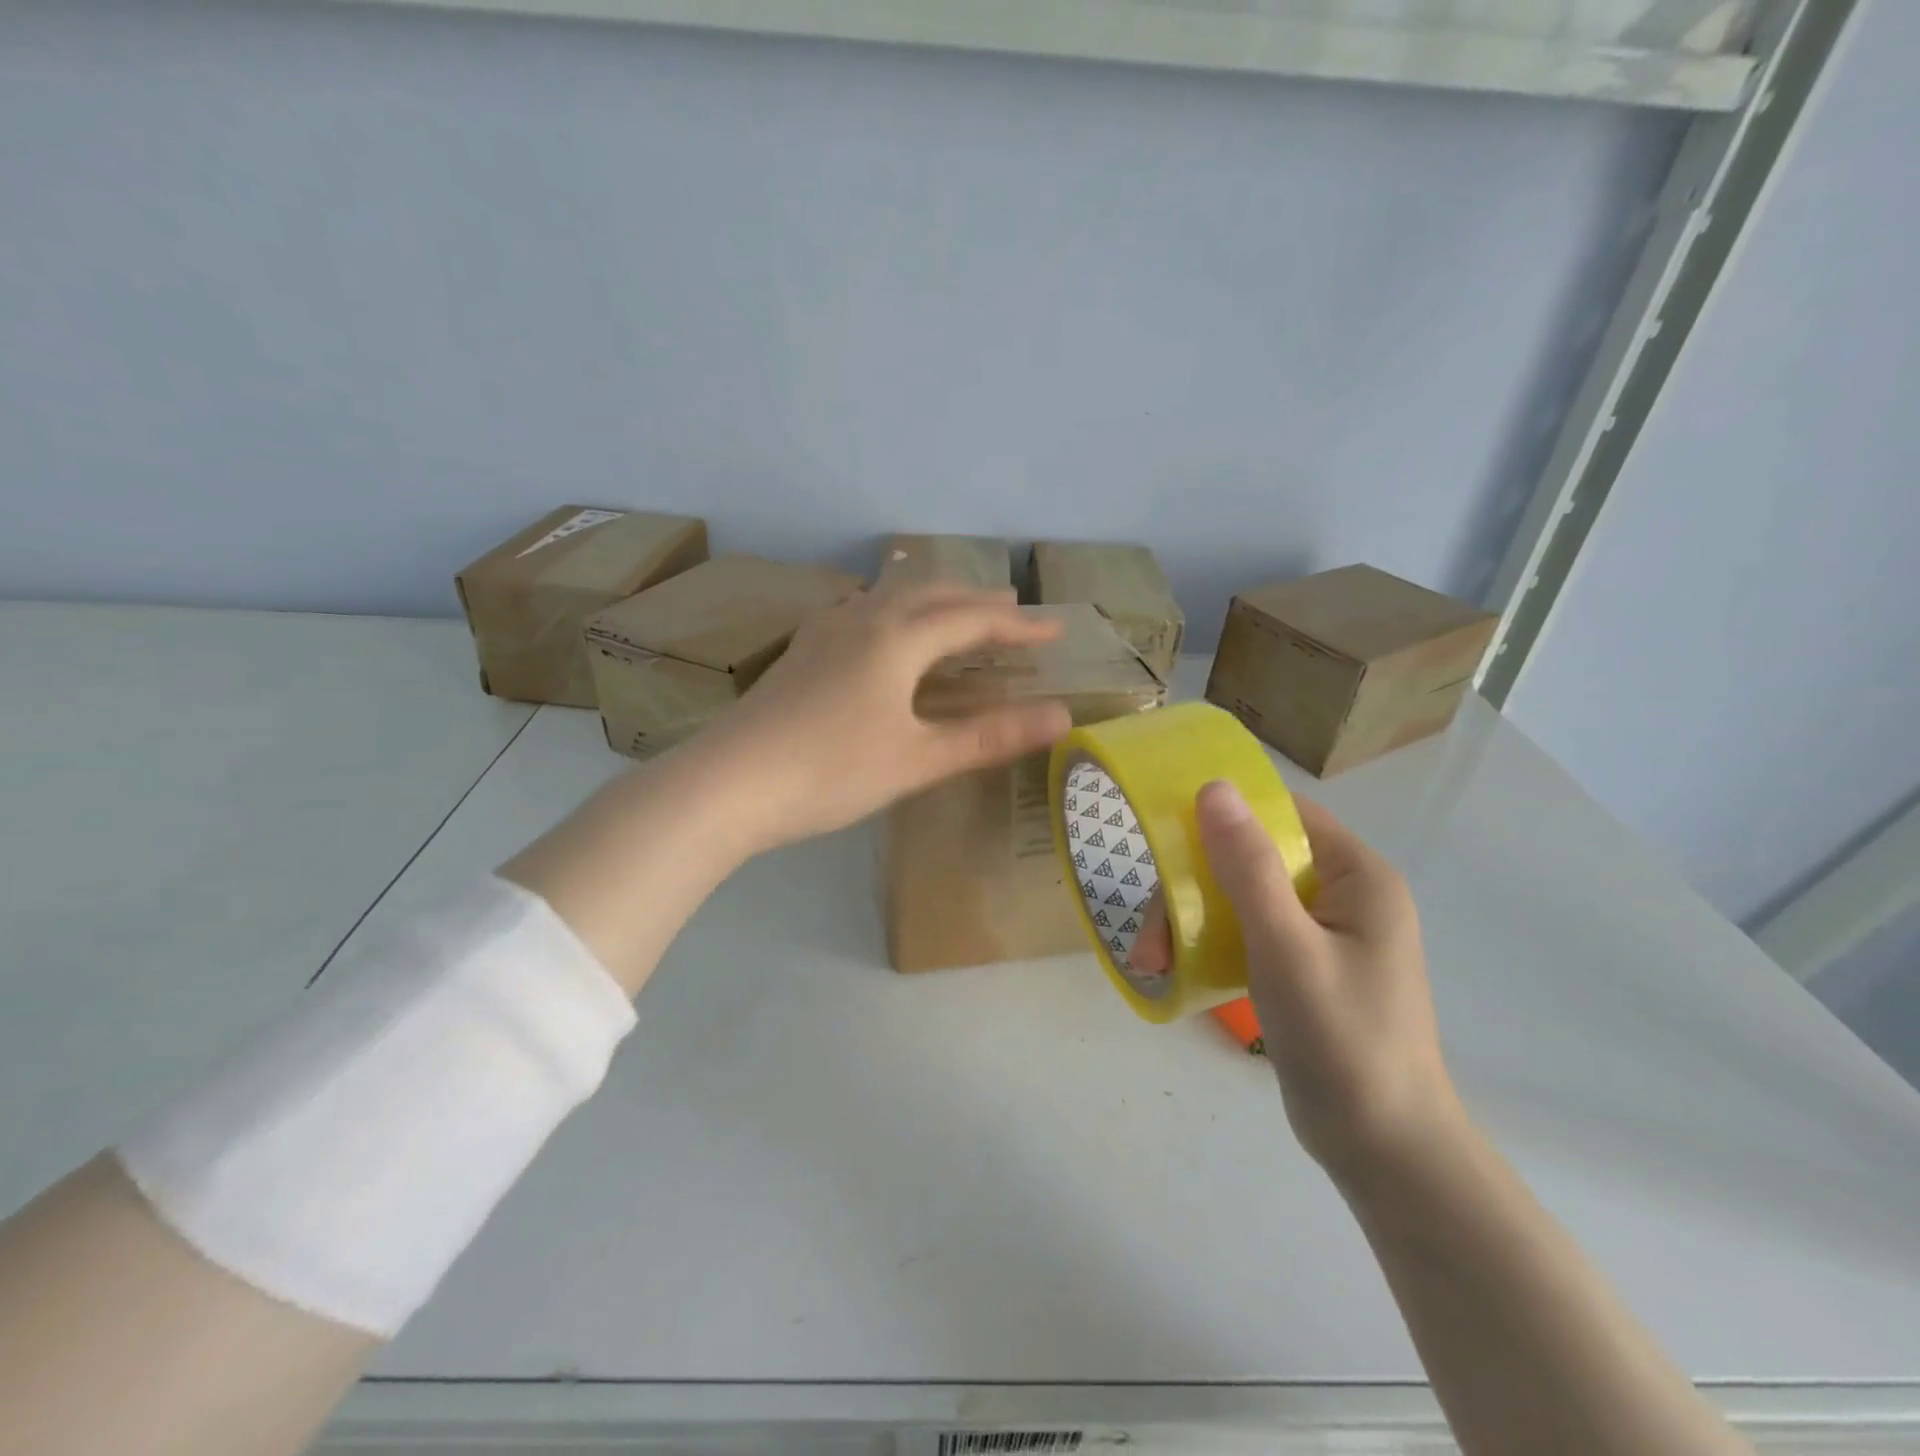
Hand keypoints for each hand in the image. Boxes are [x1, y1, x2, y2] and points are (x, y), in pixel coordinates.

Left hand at [690, 583, 1072, 851]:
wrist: (727, 783)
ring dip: (933, 599)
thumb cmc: (831, 772)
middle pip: (930, 593)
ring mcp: (824, 632)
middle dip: (977, 600)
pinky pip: (862, 611)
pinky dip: (895, 611)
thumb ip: (989, 736)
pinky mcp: (801, 652)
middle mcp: (861, 620)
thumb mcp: (918, 760)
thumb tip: (1062, 717)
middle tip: (1013, 609)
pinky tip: (885, 630)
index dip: (1017, 625)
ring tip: (957, 611)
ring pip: (891, 596)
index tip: (1056, 630)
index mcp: (896, 639)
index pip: (971, 620)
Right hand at [1131, 783, 1460, 1183]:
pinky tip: (1174, 970)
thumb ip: (1248, 867)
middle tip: (1151, 936)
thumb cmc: (1341, 1039)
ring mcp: (1322, 932)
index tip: (1167, 837)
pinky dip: (1208, 944)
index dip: (1224, 815)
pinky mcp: (1302, 965)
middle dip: (1192, 889)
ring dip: (1190, 921)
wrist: (1383, 1149)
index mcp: (1357, 876)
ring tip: (1152, 963)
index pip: (1283, 814)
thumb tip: (1213, 787)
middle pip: (1251, 859)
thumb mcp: (1286, 947)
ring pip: (1239, 898)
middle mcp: (1342, 894)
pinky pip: (1245, 932)